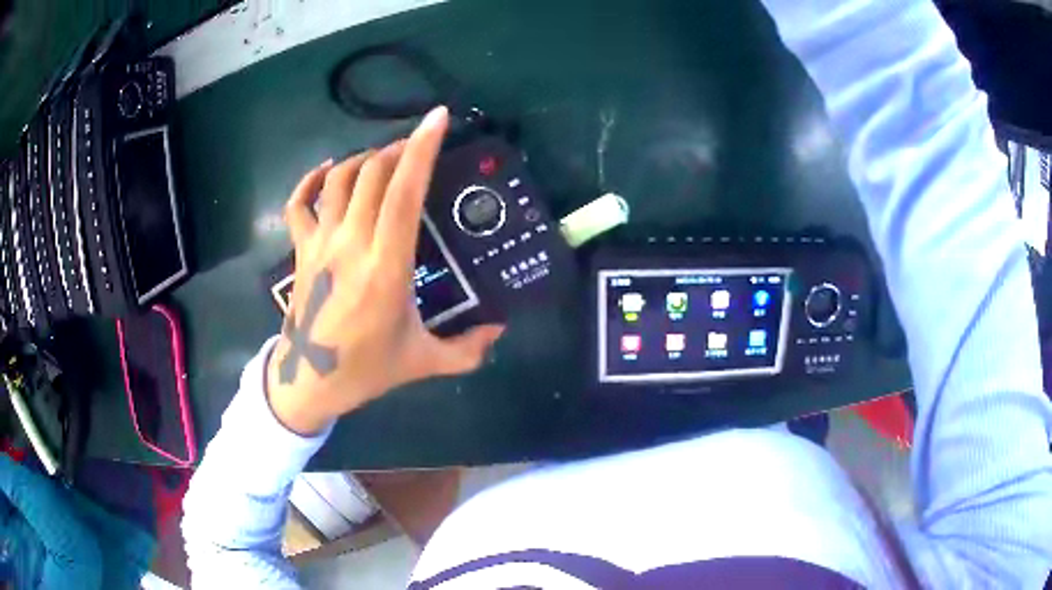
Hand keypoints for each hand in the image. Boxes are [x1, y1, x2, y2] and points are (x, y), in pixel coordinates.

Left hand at [266, 106, 504, 434]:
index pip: (405, 193)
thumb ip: (469, 349)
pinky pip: (299, 202)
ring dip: (364, 159)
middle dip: (398, 148)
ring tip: (384, 159)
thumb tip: (500, 331)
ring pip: (339, 179)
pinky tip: (328, 170)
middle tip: (417, 145)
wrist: (308, 383)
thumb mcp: (425, 362)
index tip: (438, 118)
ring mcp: (320, 243)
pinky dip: (312, 179)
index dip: (422, 150)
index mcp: (387, 267)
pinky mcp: (301, 250)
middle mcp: (351, 244)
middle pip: (373, 174)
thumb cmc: (366, 369)